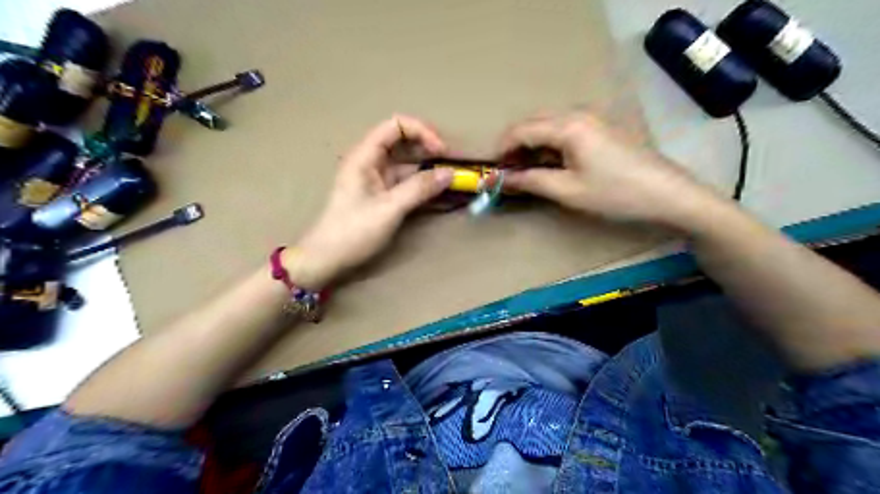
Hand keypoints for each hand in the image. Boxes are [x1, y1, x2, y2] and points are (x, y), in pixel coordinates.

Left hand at [289, 113, 453, 289]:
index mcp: (365, 156)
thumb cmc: (354, 231)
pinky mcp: (382, 194)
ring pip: (407, 164)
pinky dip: (422, 184)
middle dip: (428, 148)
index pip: (396, 126)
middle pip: (403, 142)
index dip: (421, 132)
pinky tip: (438, 191)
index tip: (441, 151)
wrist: (328, 258)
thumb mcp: (389, 209)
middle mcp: (371, 162)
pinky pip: (406, 182)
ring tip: (451, 178)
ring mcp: (376, 178)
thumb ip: (420, 189)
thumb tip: (450, 173)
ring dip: (428, 168)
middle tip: (451, 163)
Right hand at [498, 113, 724, 231]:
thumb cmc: (615, 193)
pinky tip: (552, 167)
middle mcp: (577, 114)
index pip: (521, 130)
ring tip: (527, 174)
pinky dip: (550, 148)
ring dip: (532, 148)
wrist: (668, 194)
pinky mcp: (601, 129)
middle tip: (508, 174)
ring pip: (548, 128)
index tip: (491, 171)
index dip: (501, 150)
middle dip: (515, 148)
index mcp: (567, 125)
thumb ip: (530, 181)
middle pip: (533, 124)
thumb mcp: (568, 191)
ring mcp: (592, 119)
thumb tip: (500, 180)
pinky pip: (565, 133)